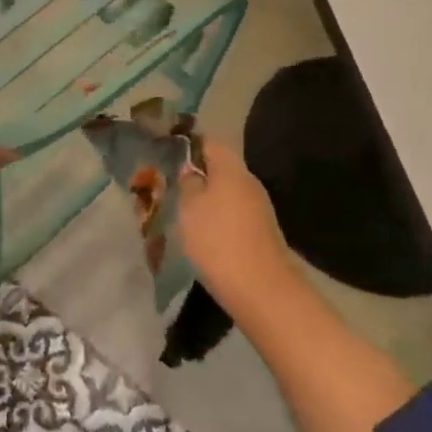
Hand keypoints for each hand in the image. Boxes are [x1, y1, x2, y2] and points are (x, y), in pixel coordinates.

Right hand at [176, 140, 298, 313]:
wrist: (262, 289)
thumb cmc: (218, 240)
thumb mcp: (189, 208)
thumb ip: (187, 183)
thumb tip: (190, 170)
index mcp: (231, 168)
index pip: (209, 142)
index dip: (188, 145)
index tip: (168, 155)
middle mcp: (249, 181)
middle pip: (220, 168)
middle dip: (198, 175)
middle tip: (172, 188)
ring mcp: (260, 207)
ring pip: (228, 192)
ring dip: (209, 199)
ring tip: (185, 214)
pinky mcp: (263, 231)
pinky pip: (236, 214)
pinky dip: (220, 218)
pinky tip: (206, 235)